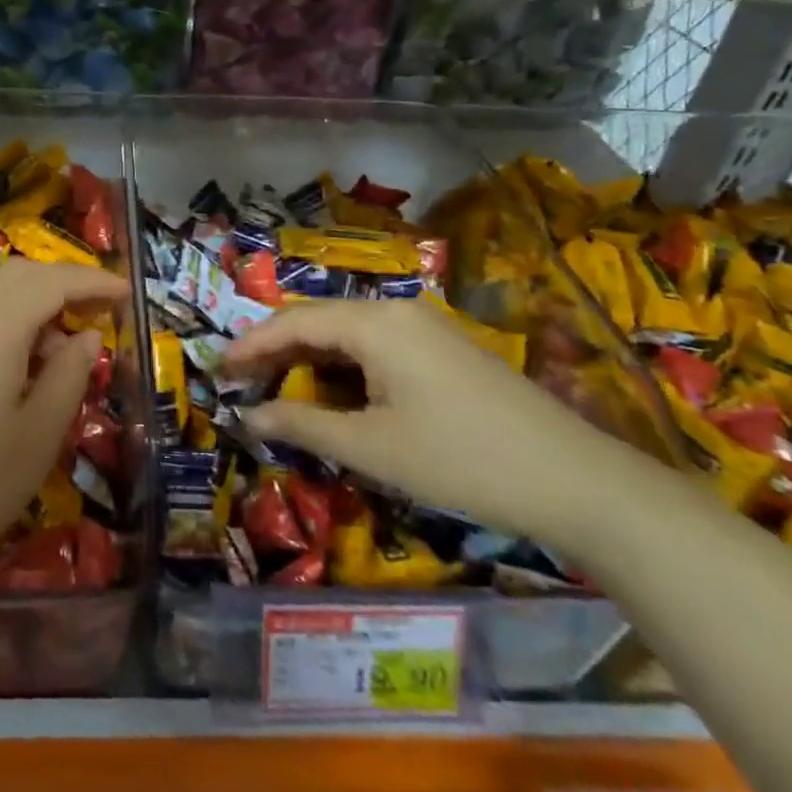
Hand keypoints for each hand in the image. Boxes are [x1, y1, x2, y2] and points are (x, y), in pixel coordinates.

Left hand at [0, 260, 128, 599]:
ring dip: (28, 304)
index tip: (127, 292)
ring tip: (55, 349)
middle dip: (62, 284)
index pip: (55, 281)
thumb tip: (85, 337)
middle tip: (98, 311)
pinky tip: (6, 367)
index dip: (95, 281)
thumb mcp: (38, 436)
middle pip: (18, 276)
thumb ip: (69, 375)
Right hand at [225, 299, 624, 539]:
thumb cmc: (460, 460)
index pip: (294, 322)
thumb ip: (302, 425)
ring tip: (277, 391)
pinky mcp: (445, 351)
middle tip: (240, 383)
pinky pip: (378, 348)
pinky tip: (334, 395)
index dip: (250, 345)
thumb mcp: (371, 447)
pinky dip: (345, 369)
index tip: (217, 369)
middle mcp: (397, 312)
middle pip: (320, 321)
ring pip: (349, 335)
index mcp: (375, 323)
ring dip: (310, 361)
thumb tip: (248, 417)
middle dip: (276, 351)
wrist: (575, 480)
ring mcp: (426, 329)